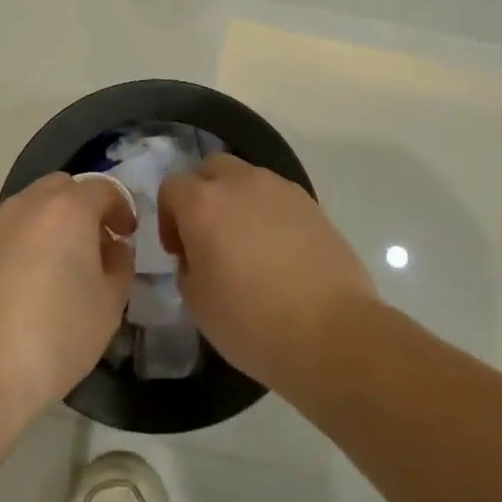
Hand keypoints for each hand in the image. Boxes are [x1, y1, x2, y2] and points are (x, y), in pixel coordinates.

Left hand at [0, 174, 135, 426]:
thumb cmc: (57, 336)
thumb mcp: (109, 305)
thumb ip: (120, 265)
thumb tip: (112, 248)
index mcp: (67, 209)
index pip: (103, 189)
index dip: (122, 208)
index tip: (127, 235)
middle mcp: (27, 204)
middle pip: (62, 187)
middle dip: (83, 207)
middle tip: (93, 244)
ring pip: (30, 206)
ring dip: (50, 222)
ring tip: (58, 265)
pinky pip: (6, 230)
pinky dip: (23, 241)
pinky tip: (25, 282)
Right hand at [159, 153, 376, 393]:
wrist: (332, 332)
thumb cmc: (252, 322)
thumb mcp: (197, 303)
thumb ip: (188, 266)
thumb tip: (199, 254)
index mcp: (204, 203)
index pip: (172, 187)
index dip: (168, 217)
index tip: (179, 253)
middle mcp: (241, 183)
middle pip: (210, 169)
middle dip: (202, 194)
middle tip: (208, 236)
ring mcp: (281, 189)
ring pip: (247, 178)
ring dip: (237, 201)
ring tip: (247, 245)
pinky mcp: (312, 204)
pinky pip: (277, 197)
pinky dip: (269, 213)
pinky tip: (278, 251)